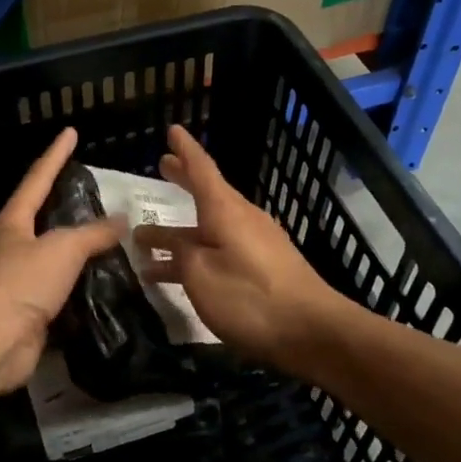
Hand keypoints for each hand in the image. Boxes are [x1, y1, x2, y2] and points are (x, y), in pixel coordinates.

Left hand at [0, 127, 125, 397]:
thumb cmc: (20, 282)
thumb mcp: (63, 248)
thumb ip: (93, 233)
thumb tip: (121, 219)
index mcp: (12, 222)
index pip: (37, 179)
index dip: (56, 155)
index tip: (70, 133)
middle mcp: (10, 248)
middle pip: (42, 221)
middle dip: (66, 208)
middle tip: (99, 198)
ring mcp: (17, 283)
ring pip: (53, 261)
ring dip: (78, 255)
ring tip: (112, 246)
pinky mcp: (27, 314)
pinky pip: (60, 295)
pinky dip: (80, 291)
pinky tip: (104, 289)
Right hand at [134, 125, 343, 371]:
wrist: (313, 331)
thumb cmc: (251, 299)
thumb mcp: (201, 276)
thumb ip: (180, 255)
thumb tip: (172, 244)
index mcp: (226, 212)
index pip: (202, 170)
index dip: (185, 150)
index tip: (172, 130)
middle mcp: (242, 219)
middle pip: (208, 194)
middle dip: (183, 181)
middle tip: (162, 166)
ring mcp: (255, 244)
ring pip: (209, 227)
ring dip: (180, 231)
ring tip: (147, 240)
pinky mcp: (263, 267)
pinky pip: (220, 249)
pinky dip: (196, 254)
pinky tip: (177, 274)